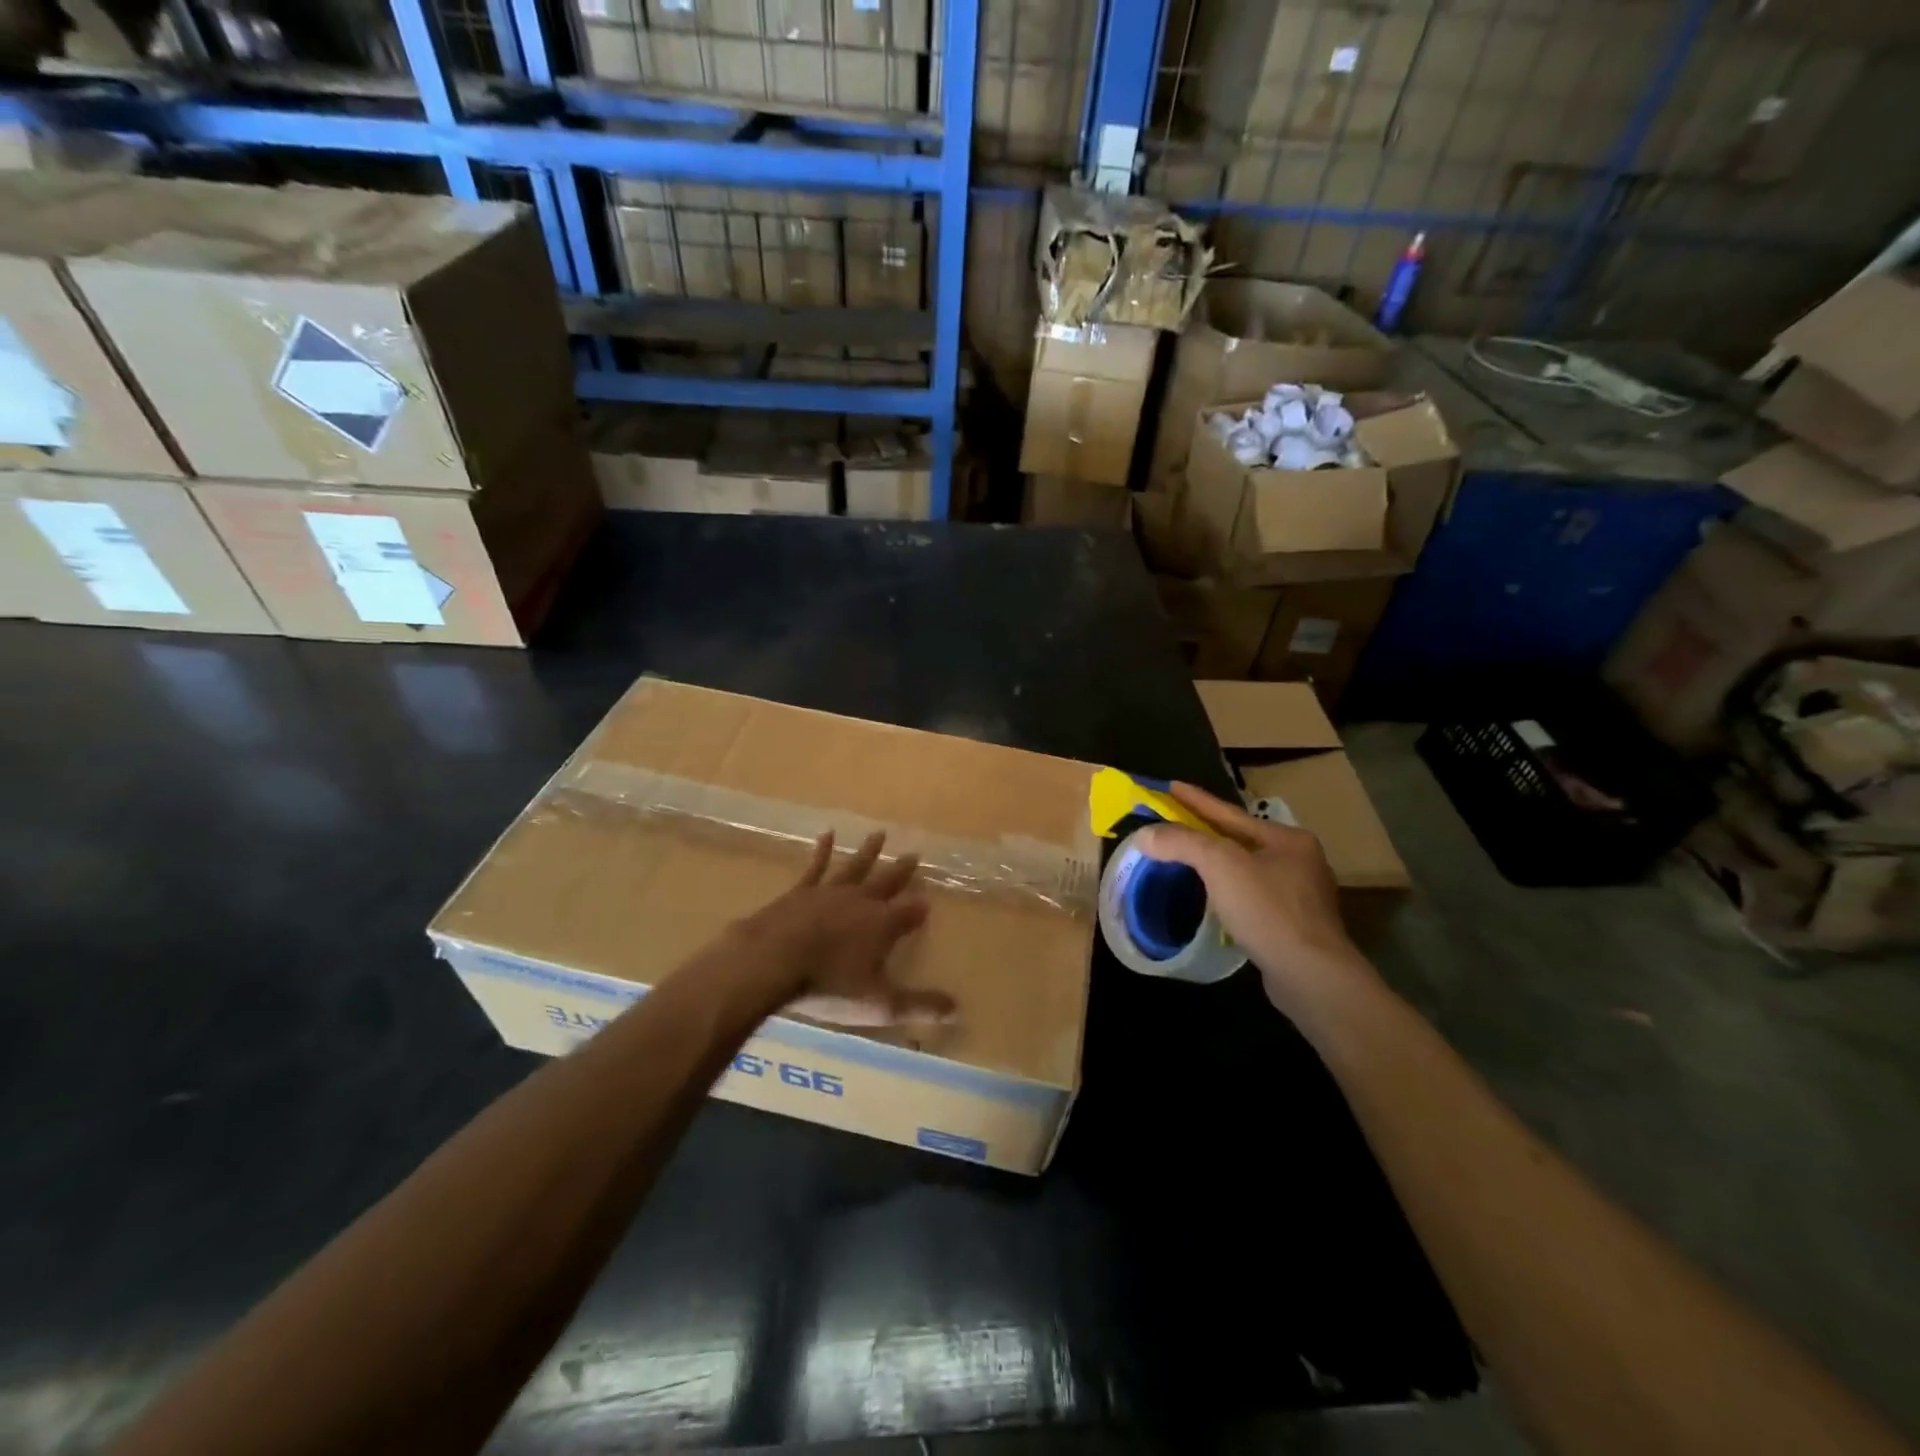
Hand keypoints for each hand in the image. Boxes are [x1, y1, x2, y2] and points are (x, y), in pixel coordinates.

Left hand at [727, 830, 954, 1028]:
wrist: (772, 961)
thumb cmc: (829, 985)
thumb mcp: (879, 1003)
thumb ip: (918, 1005)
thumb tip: (958, 1010)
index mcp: (883, 924)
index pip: (910, 912)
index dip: (919, 908)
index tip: (928, 900)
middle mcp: (862, 901)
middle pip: (887, 881)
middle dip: (901, 870)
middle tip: (915, 854)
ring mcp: (830, 892)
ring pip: (856, 866)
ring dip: (869, 852)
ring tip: (879, 834)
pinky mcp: (801, 892)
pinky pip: (816, 867)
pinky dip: (823, 851)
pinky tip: (827, 835)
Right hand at [1134, 782, 1371, 1015]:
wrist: (1310, 975)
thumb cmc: (1267, 910)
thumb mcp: (1220, 865)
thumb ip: (1181, 843)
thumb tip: (1144, 835)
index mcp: (1287, 839)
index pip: (1230, 813)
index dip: (1196, 800)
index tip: (1170, 786)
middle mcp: (1299, 861)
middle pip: (1240, 840)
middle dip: (1207, 832)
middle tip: (1174, 824)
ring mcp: (1300, 896)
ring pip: (1247, 870)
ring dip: (1217, 864)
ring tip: (1188, 860)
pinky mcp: (1294, 926)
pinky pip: (1252, 897)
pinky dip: (1228, 892)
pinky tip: (1213, 899)